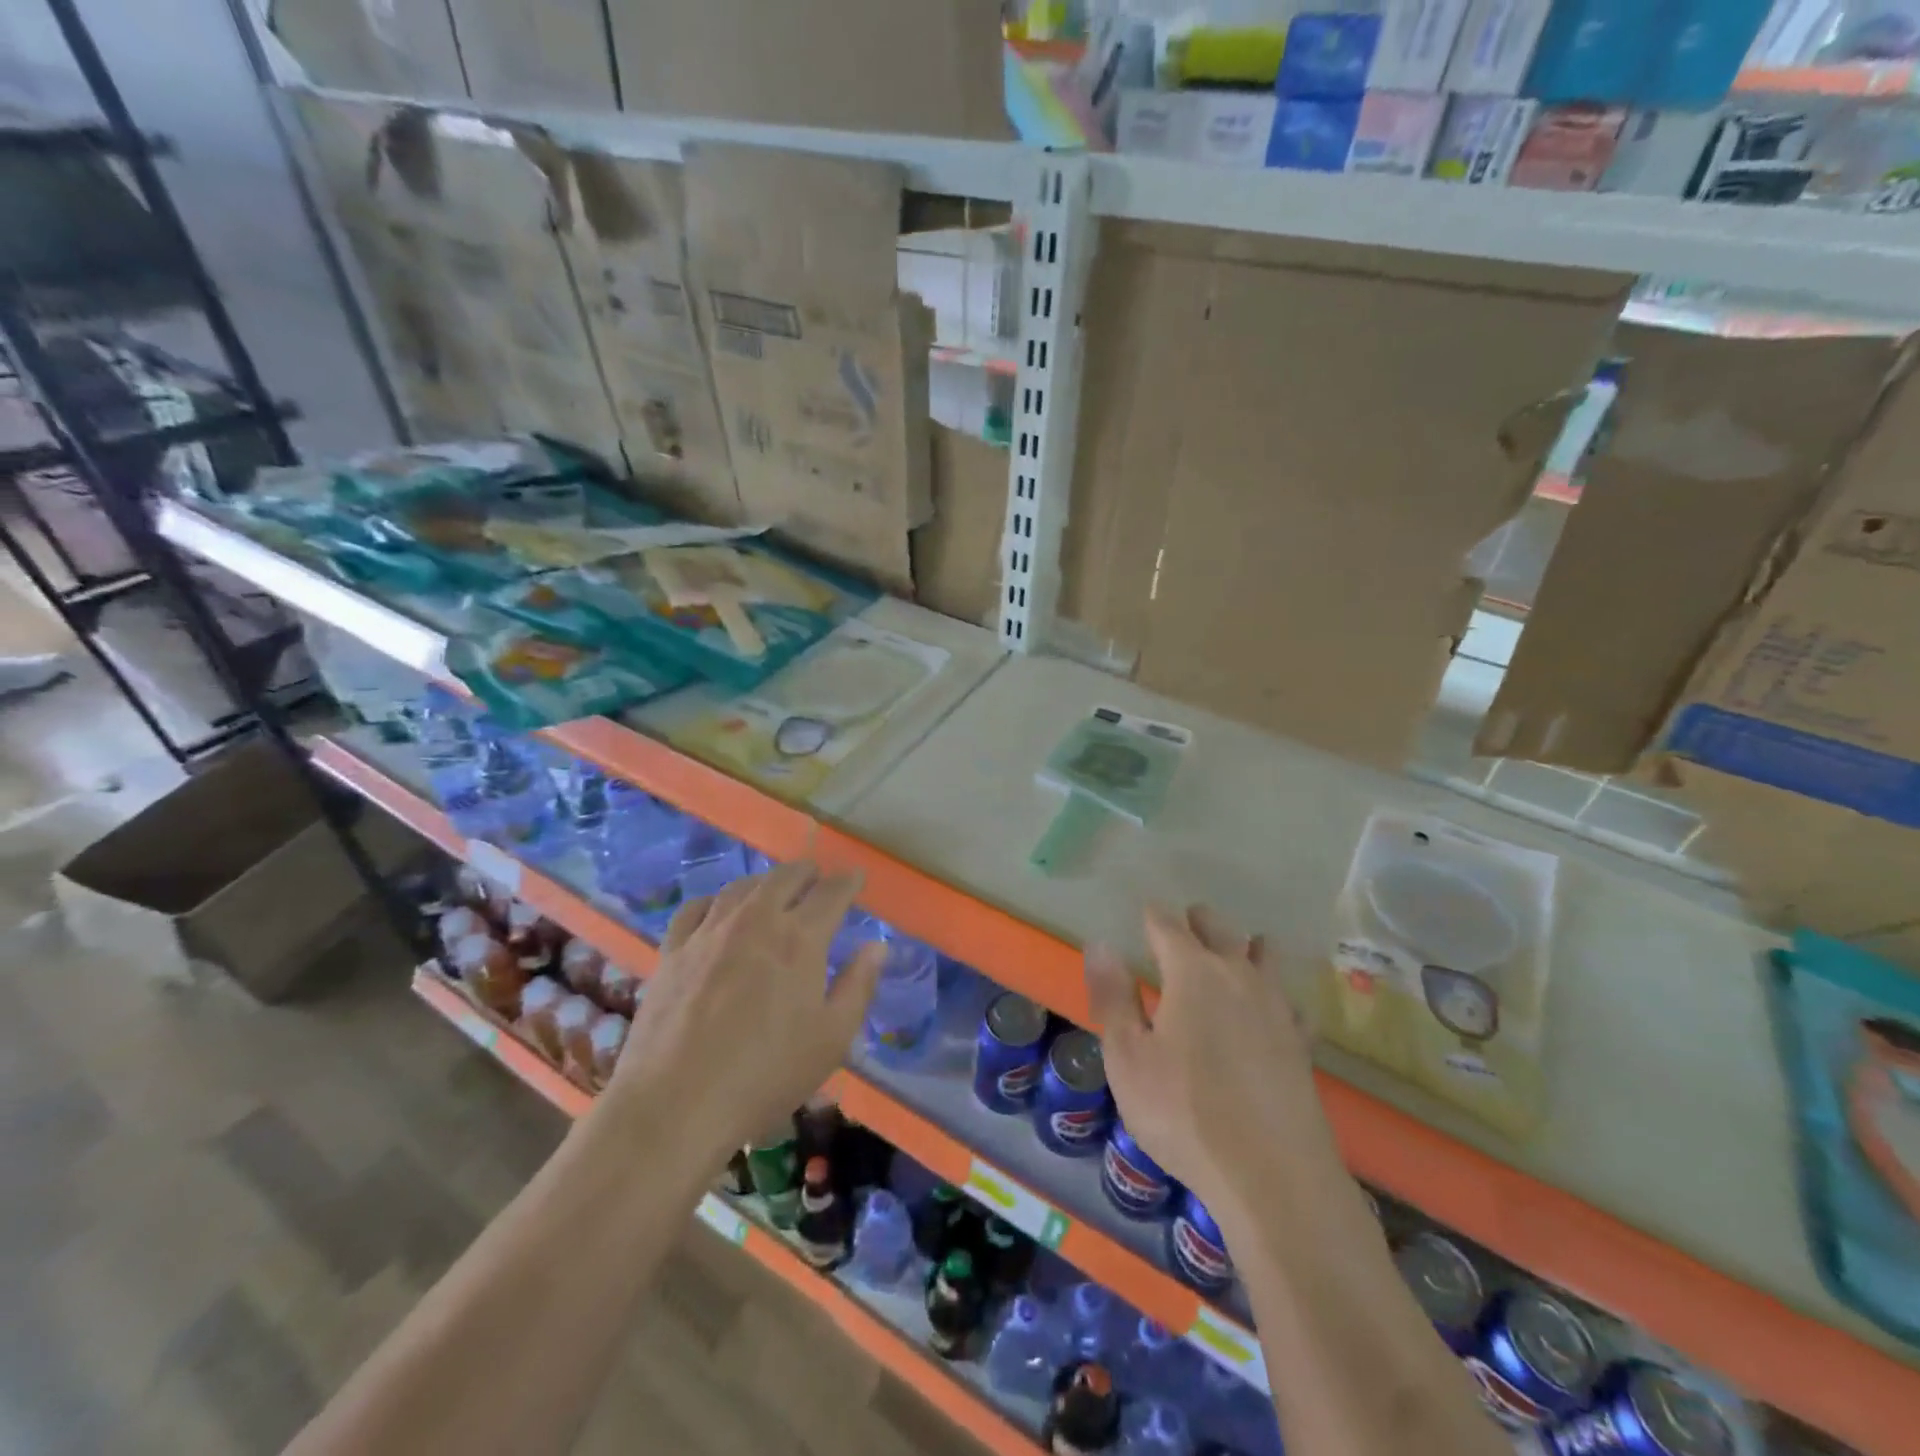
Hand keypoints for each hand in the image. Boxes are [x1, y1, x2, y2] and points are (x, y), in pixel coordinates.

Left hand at [608, 861, 882, 1160]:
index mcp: (800, 938)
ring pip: (742, 887)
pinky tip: (718, 910)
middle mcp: (756, 921)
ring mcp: (709, 932)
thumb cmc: (766, 1074)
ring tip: (773, 889)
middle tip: (817, 876)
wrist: (676, 1102)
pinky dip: (716, 901)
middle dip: (807, 872)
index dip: (848, 881)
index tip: (856, 877)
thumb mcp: (832, 1038)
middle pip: (785, 878)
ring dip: (765, 882)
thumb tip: (877, 946)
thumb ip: (858, 986)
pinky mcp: (673, 951)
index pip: (831, 893)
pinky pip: (697, 908)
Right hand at [1086, 905, 1329, 1225]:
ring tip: (1237, 949)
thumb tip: (1100, 944)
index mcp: (1192, 972)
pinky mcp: (1302, 1043)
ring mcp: (1276, 1008)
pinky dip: (1276, 993)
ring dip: (1245, 946)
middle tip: (1187, 923)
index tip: (1145, 912)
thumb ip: (1113, 996)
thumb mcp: (1127, 1057)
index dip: (1153, 916)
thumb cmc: (1183, 1112)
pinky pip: (1289, 1001)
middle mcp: (1237, 976)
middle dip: (1199, 922)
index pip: (1168, 926)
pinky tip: (1274, 1009)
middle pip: (1219, 930)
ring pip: (1263, 956)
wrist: (1273, 1175)